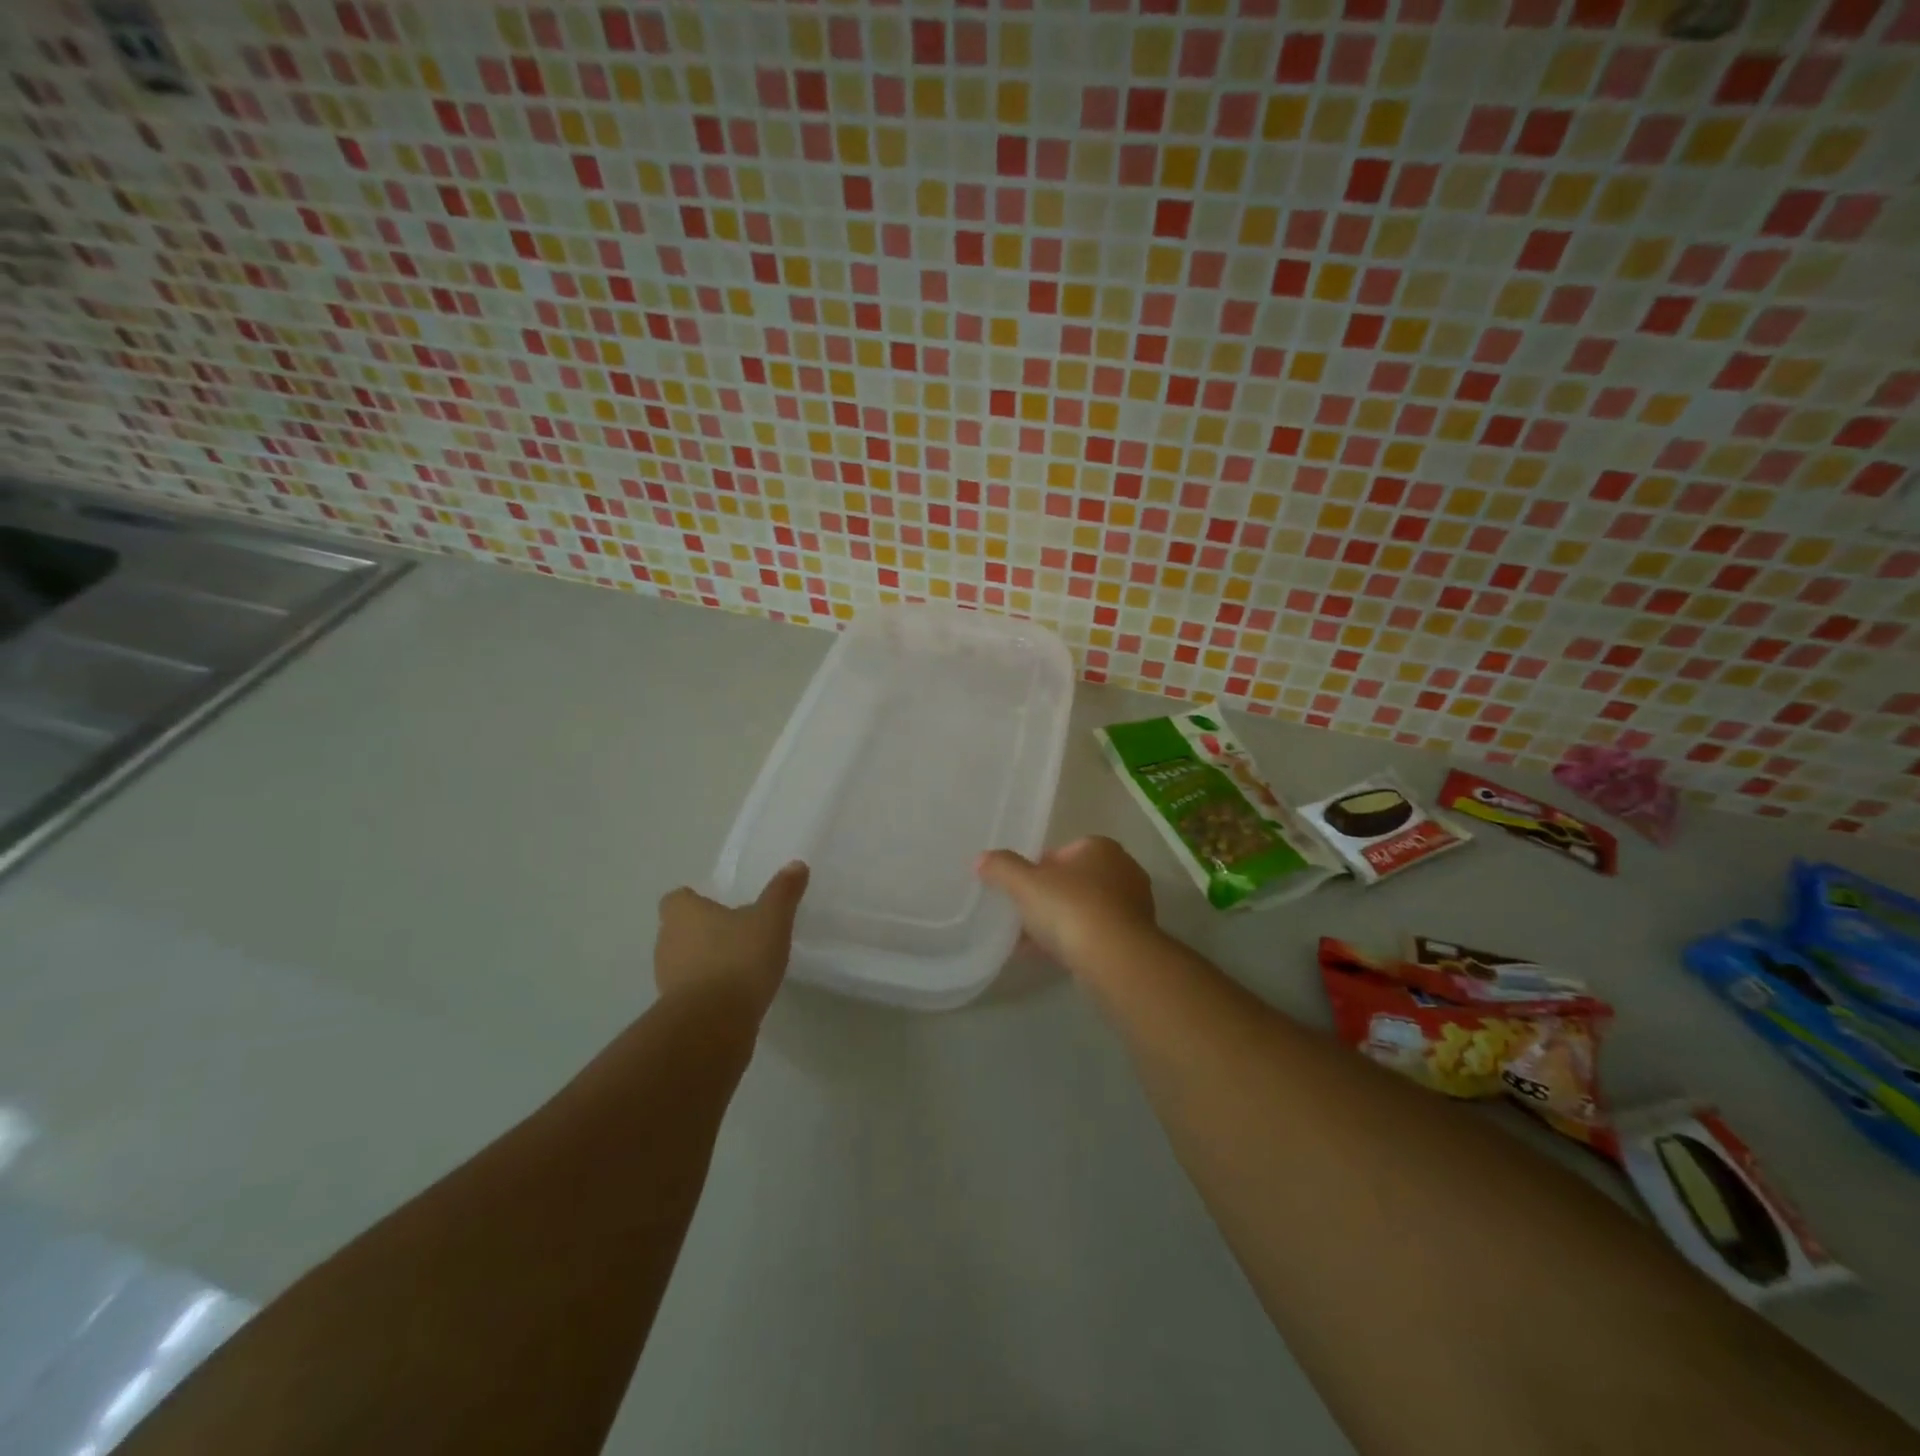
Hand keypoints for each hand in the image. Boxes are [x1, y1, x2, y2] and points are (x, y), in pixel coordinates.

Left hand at [654, 862, 809, 1017]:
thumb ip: (783, 892)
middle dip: (704, 931)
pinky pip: (693, 991)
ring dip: (706, 962)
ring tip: (741, 964)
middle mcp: (667, 942)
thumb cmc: (738, 958)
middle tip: (737, 932)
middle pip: (679, 930)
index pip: (677, 899)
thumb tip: (796, 864)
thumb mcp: (771, 919)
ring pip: (685, 961)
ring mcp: (667, 979)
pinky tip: (737, 994)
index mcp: (682, 913)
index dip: (695, 900)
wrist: (714, 1023)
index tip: (719, 905)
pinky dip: (710, 990)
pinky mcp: (676, 1011)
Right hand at [976, 836, 1157, 977]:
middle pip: (1075, 881)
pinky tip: (1051, 957)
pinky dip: (1076, 942)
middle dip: (1049, 897)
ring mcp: (1133, 906)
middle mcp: (1123, 870)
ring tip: (1031, 942)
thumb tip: (981, 859)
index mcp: (1100, 847)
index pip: (1063, 852)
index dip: (1038, 869)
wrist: (1115, 959)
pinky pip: (1097, 934)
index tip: (1020, 889)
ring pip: (1086, 910)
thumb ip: (1002, 868)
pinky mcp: (1135, 938)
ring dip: (1061, 923)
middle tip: (1023, 915)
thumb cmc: (1070, 908)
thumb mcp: (1025, 884)